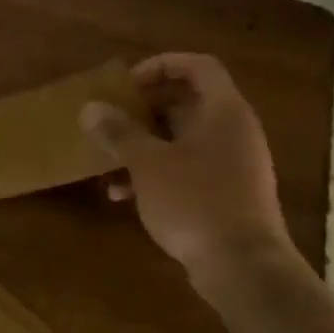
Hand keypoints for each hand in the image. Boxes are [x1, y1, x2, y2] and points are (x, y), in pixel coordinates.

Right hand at [81, 53, 292, 280]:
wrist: (243, 267)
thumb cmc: (195, 202)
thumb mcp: (147, 163)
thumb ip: (118, 132)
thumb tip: (90, 108)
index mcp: (223, 112)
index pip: (198, 66)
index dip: (161, 65)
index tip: (126, 84)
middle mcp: (234, 131)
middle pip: (188, 102)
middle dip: (144, 109)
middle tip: (111, 117)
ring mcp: (233, 164)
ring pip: (182, 138)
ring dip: (144, 143)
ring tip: (108, 156)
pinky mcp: (226, 193)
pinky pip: (187, 167)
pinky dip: (156, 171)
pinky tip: (122, 194)